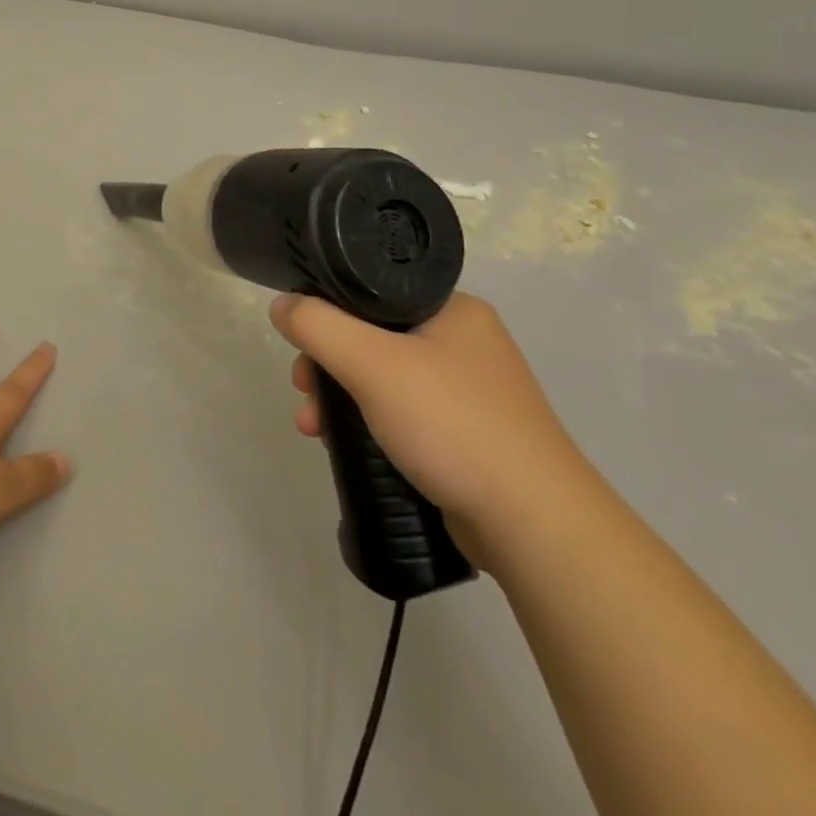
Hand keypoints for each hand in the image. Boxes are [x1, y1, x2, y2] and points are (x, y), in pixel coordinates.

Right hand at [273, 291, 589, 561]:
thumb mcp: (372, 364)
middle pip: (372, 335)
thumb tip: (282, 305)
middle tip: (303, 386)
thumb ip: (318, 326)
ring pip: (382, 378)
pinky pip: (400, 413)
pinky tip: (340, 444)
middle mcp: (463, 342)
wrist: (533, 524)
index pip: (373, 291)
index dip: (328, 310)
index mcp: (453, 309)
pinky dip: (366, 422)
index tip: (300, 341)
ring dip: (339, 397)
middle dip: (327, 362)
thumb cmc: (453, 425)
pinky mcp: (465, 434)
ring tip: (311, 424)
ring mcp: (467, 391)